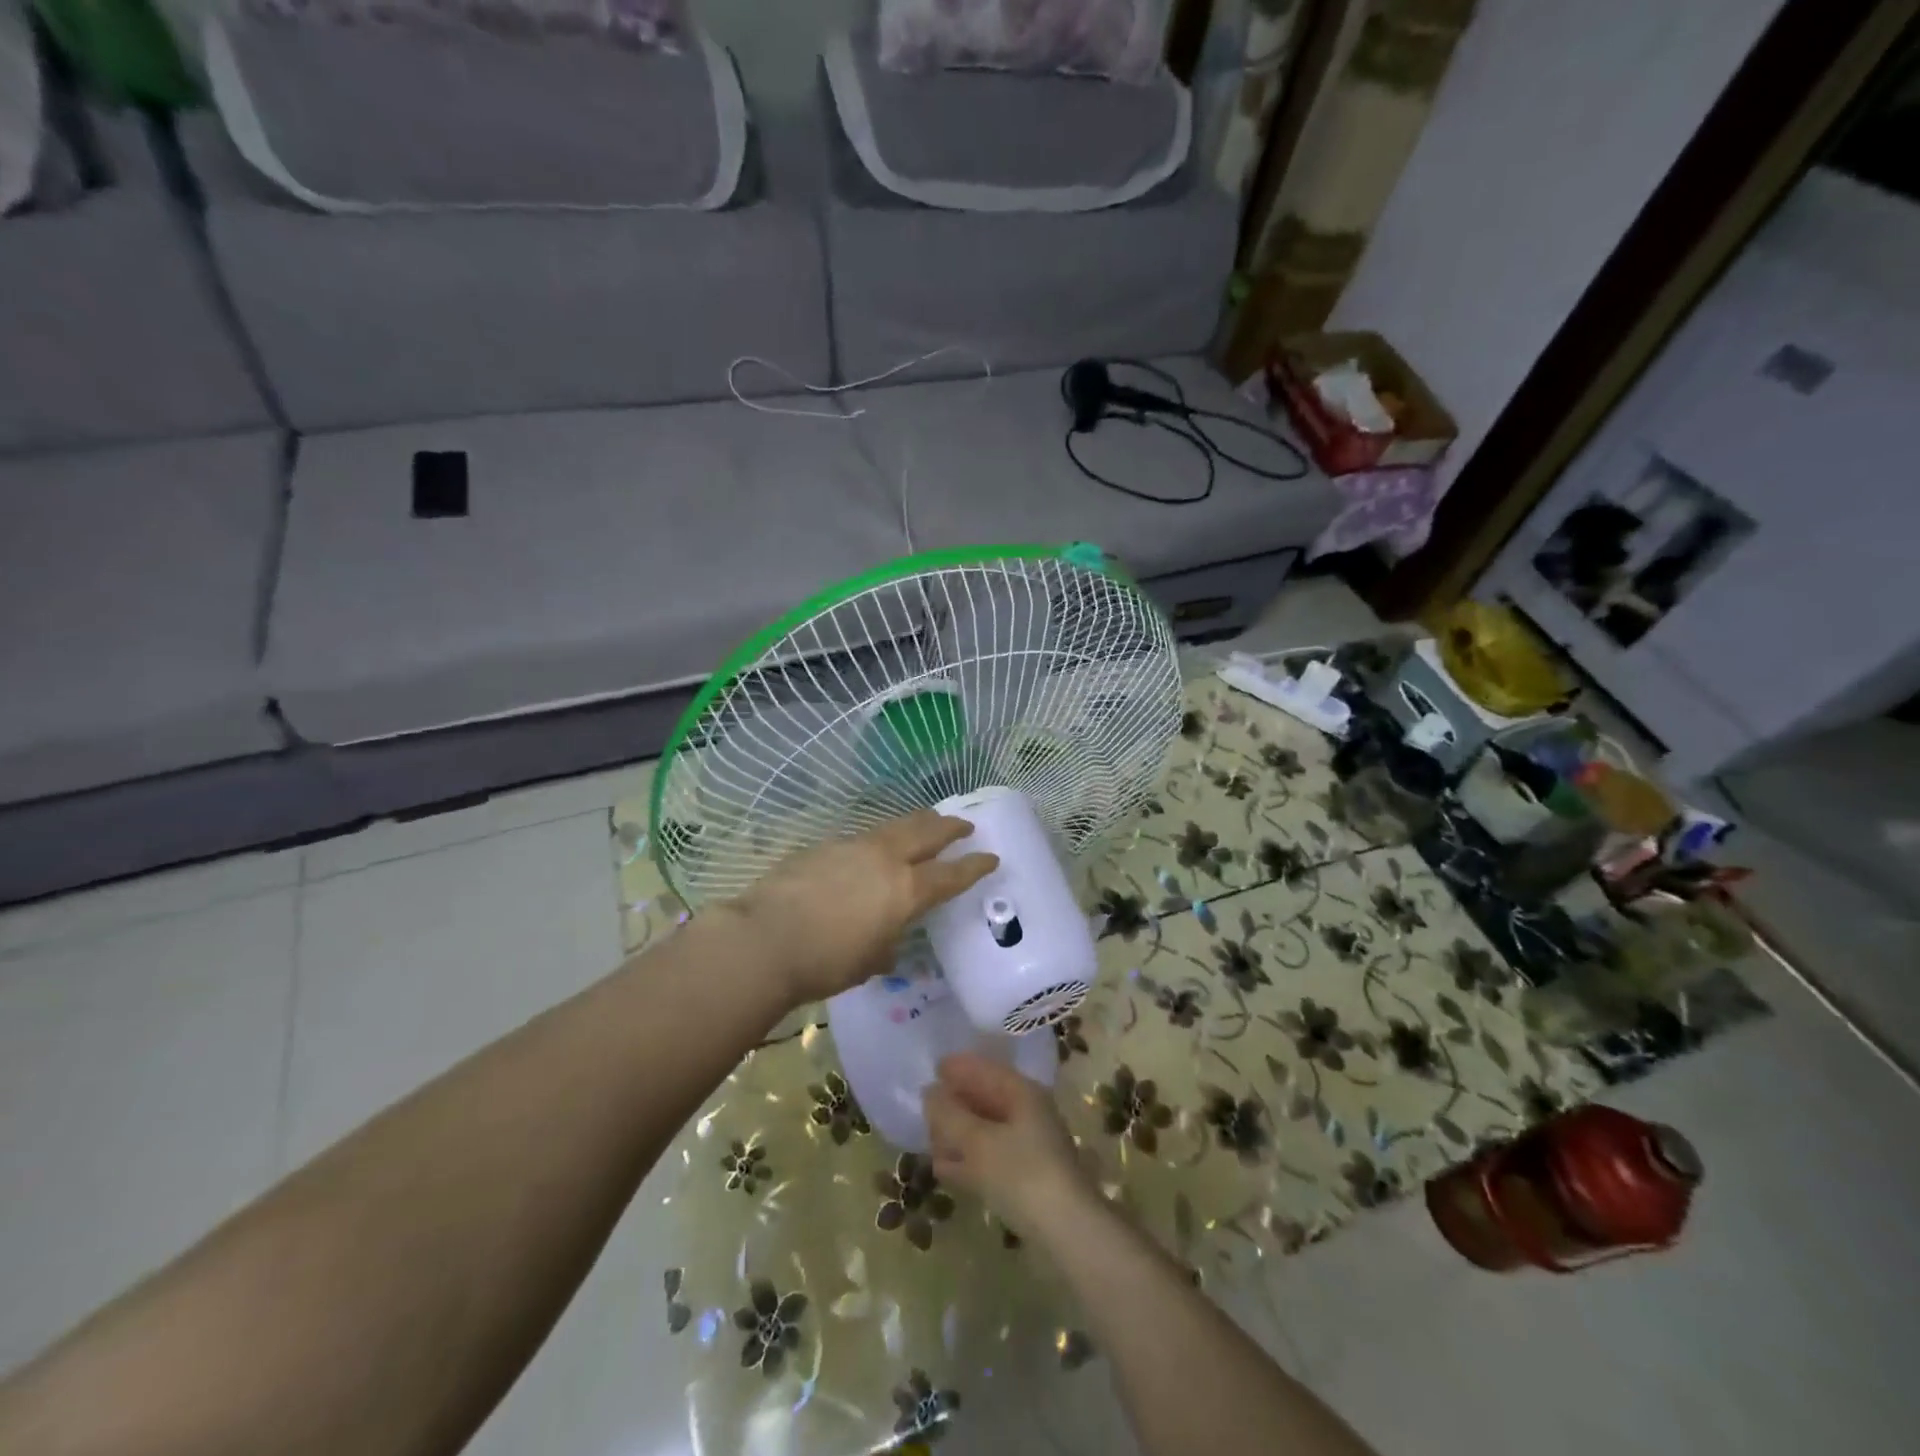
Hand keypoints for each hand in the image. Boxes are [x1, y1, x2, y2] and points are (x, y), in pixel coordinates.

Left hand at [723, 811, 997, 1007]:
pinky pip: (862, 839)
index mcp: (905, 890)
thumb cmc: (825, 962)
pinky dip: (877, 841)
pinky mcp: (824, 846)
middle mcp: (885, 859)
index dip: (974, 866)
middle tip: (964, 825)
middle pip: (926, 832)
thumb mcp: (868, 962)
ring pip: (894, 827)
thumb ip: (886, 946)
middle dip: (949, 827)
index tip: (991, 857)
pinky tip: (869, 853)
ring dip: (915, 825)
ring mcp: (853, 847)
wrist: (765, 938)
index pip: (950, 874)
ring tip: (924, 824)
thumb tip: (887, 943)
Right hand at [924, 1053, 1095, 1240]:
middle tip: (925, 1110)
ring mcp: (1030, 1146)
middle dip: (956, 1103)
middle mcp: (1028, 1112)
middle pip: (986, 1099)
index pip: (986, 1069)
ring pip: (986, 1130)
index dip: (959, 1067)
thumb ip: (949, 1115)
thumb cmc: (1021, 1173)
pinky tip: (944, 1169)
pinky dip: (968, 1159)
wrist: (1066, 1232)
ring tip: (929, 1141)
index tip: (931, 1068)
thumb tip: (929, 1092)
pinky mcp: (1027, 1177)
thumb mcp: (977, 1141)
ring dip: (959, 1134)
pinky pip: (990, 1157)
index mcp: (1022, 1092)